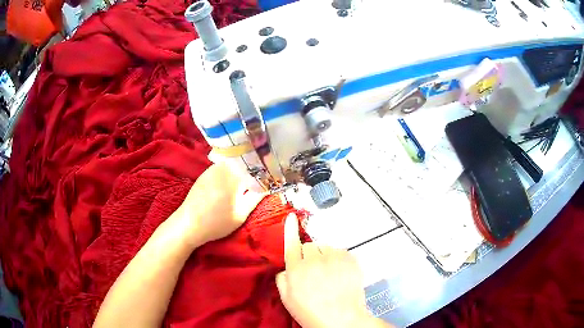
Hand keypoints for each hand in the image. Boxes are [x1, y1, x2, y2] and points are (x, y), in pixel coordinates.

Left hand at [171, 162, 265, 247]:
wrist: (188, 224)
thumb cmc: (216, 222)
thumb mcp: (241, 213)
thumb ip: (257, 196)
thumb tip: (270, 185)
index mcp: (233, 174)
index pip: (256, 165)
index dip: (266, 169)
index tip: (274, 175)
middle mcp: (222, 166)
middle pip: (244, 162)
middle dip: (255, 168)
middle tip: (264, 178)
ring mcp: (212, 169)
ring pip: (234, 164)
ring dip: (243, 170)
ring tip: (251, 181)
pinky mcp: (205, 174)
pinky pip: (224, 168)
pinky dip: (232, 173)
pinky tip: (233, 184)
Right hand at [276, 214, 389, 327]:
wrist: (342, 319)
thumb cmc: (311, 313)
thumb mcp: (288, 300)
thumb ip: (283, 280)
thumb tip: (286, 268)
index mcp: (296, 269)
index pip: (291, 244)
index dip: (290, 230)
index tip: (291, 217)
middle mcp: (314, 259)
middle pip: (309, 245)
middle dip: (309, 255)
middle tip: (314, 271)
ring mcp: (334, 257)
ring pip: (325, 247)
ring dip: (324, 256)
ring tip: (329, 274)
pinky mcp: (350, 258)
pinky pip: (340, 251)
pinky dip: (338, 259)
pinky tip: (340, 273)